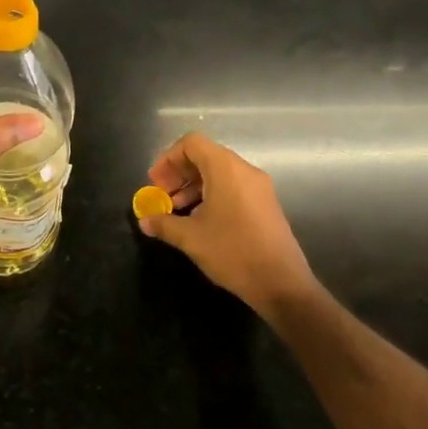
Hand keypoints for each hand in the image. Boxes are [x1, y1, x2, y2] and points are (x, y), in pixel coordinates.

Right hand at [138, 133, 315, 316]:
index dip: (168, 159)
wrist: (282, 285)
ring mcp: (258, 187)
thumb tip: (145, 221)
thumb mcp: (191, 238)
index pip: (191, 143)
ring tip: (176, 211)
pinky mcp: (265, 204)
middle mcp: (244, 170)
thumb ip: (164, 224)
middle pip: (204, 156)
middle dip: (178, 174)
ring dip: (192, 186)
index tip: (155, 183)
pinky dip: (211, 195)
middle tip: (162, 197)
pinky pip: (232, 187)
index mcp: (226, 169)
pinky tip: (200, 220)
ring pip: (218, 173)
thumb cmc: (233, 252)